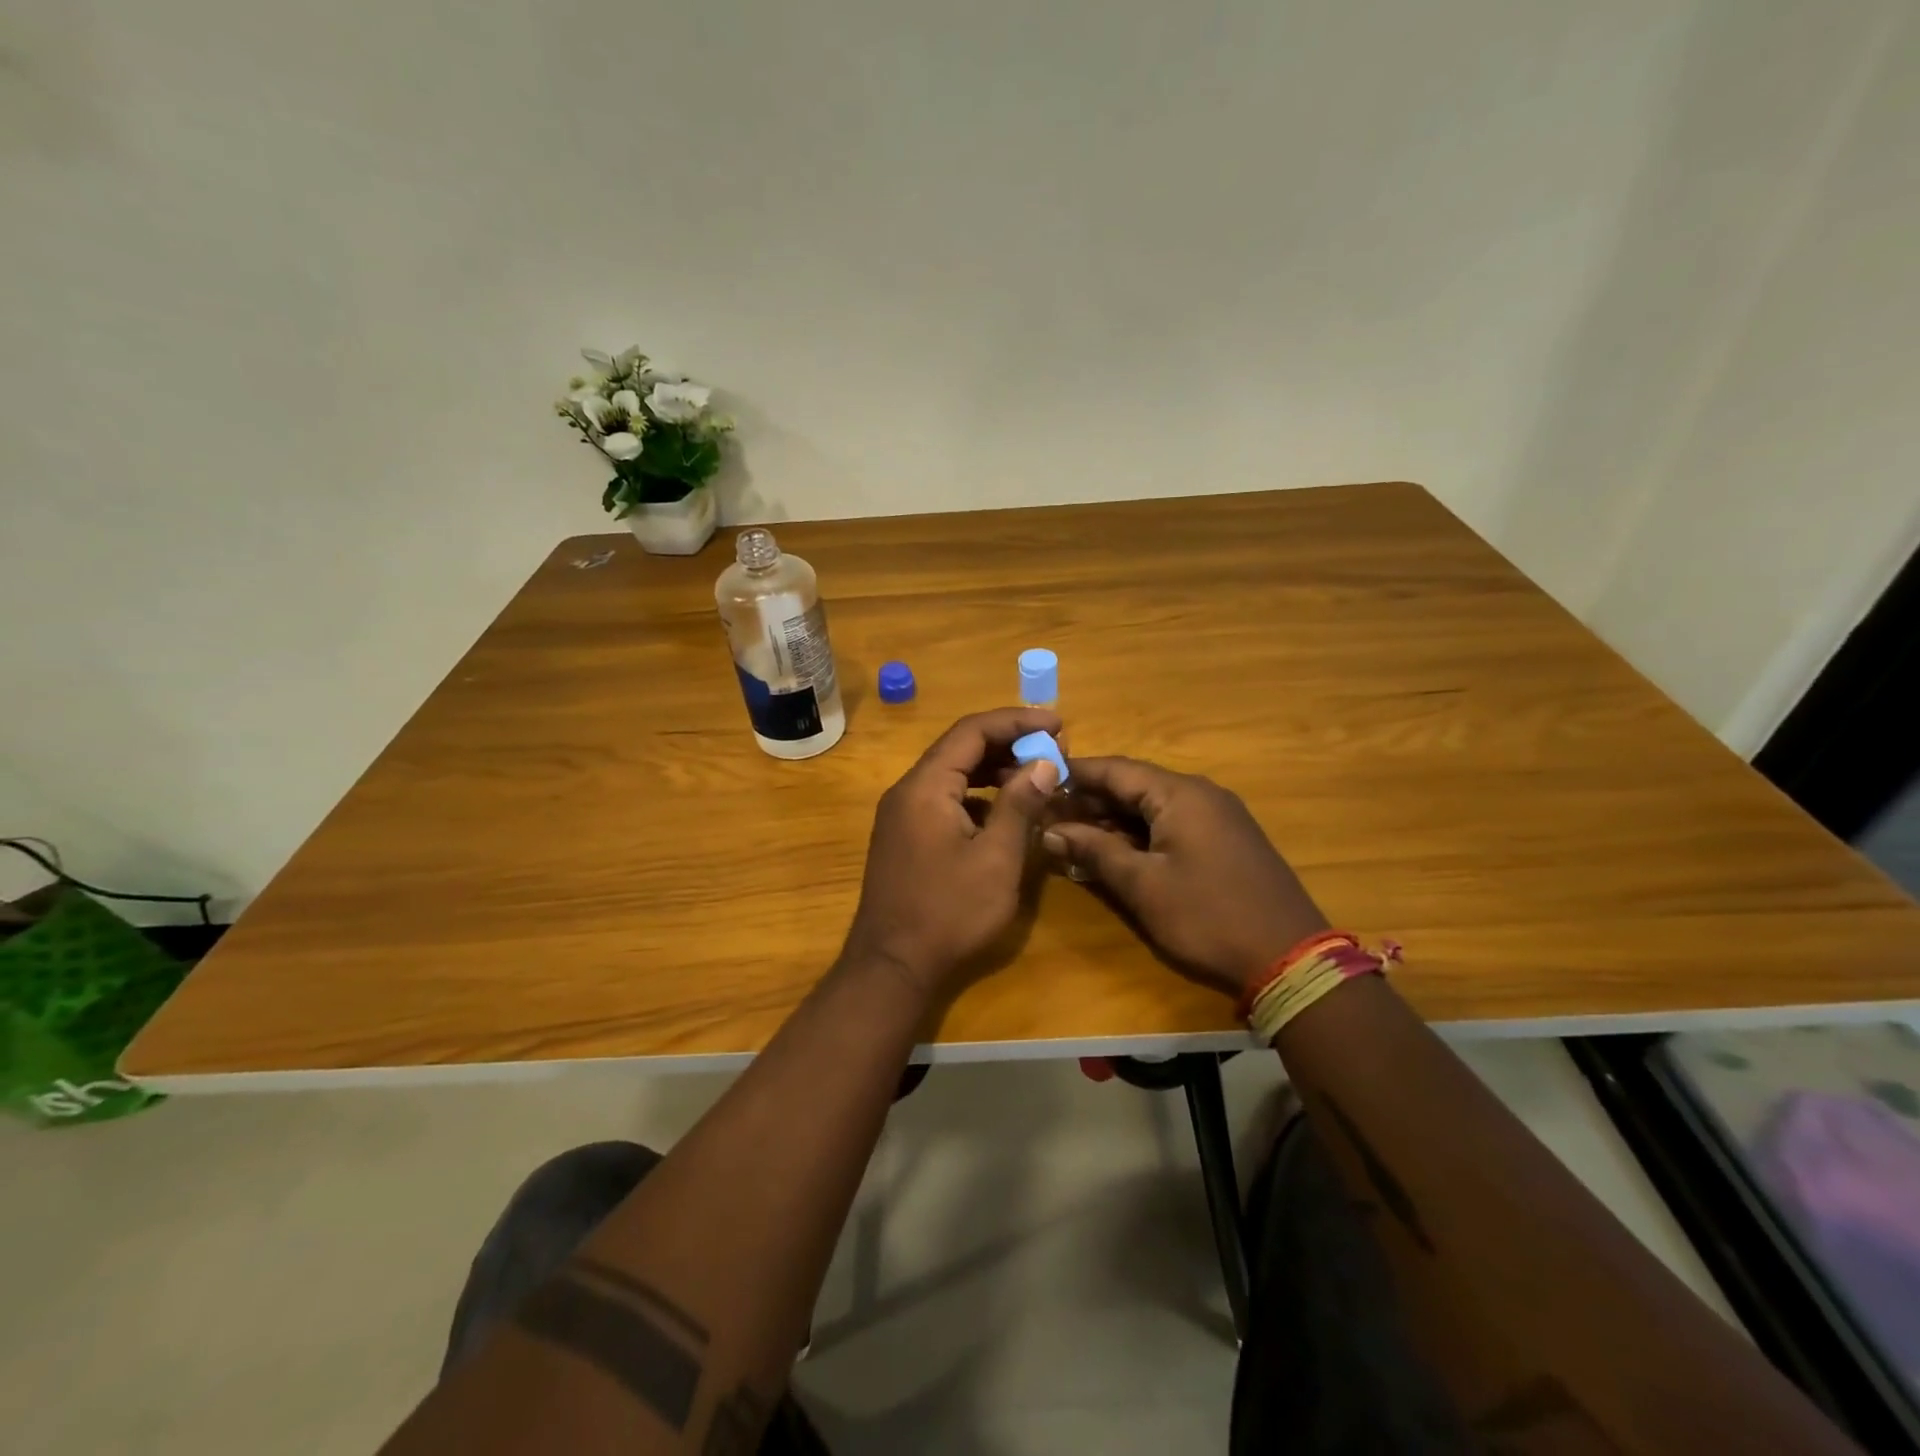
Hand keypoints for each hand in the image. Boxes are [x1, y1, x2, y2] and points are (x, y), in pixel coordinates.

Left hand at [840, 707, 1063, 1000]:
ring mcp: (902, 815)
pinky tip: (1006, 813)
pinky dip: (978, 797)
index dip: (1016, 721)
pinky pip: (945, 800)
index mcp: (926, 786)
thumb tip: (1043, 763)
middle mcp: (908, 791)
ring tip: (1037, 777)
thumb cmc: (949, 913)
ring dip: (994, 770)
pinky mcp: (906, 837)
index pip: (972, 731)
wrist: (892, 967)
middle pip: (960, 748)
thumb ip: (1020, 805)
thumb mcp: (996, 859)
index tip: (1058, 723)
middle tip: (1053, 750)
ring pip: (953, 775)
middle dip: (1008, 744)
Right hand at [1043, 757, 1328, 1000]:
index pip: (1115, 769)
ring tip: (1071, 834)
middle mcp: (1200, 794)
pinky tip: (1114, 851)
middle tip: (1047, 813)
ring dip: (1113, 819)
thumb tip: (1050, 829)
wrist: (1289, 958)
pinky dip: (1140, 834)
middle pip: (1134, 785)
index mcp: (1180, 794)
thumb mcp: (1143, 886)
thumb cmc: (1208, 917)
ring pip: (1152, 807)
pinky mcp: (1225, 841)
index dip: (1075, 772)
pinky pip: (1172, 824)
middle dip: (1090, 799)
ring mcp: (1217, 817)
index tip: (1037, 777)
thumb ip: (1095, 851)